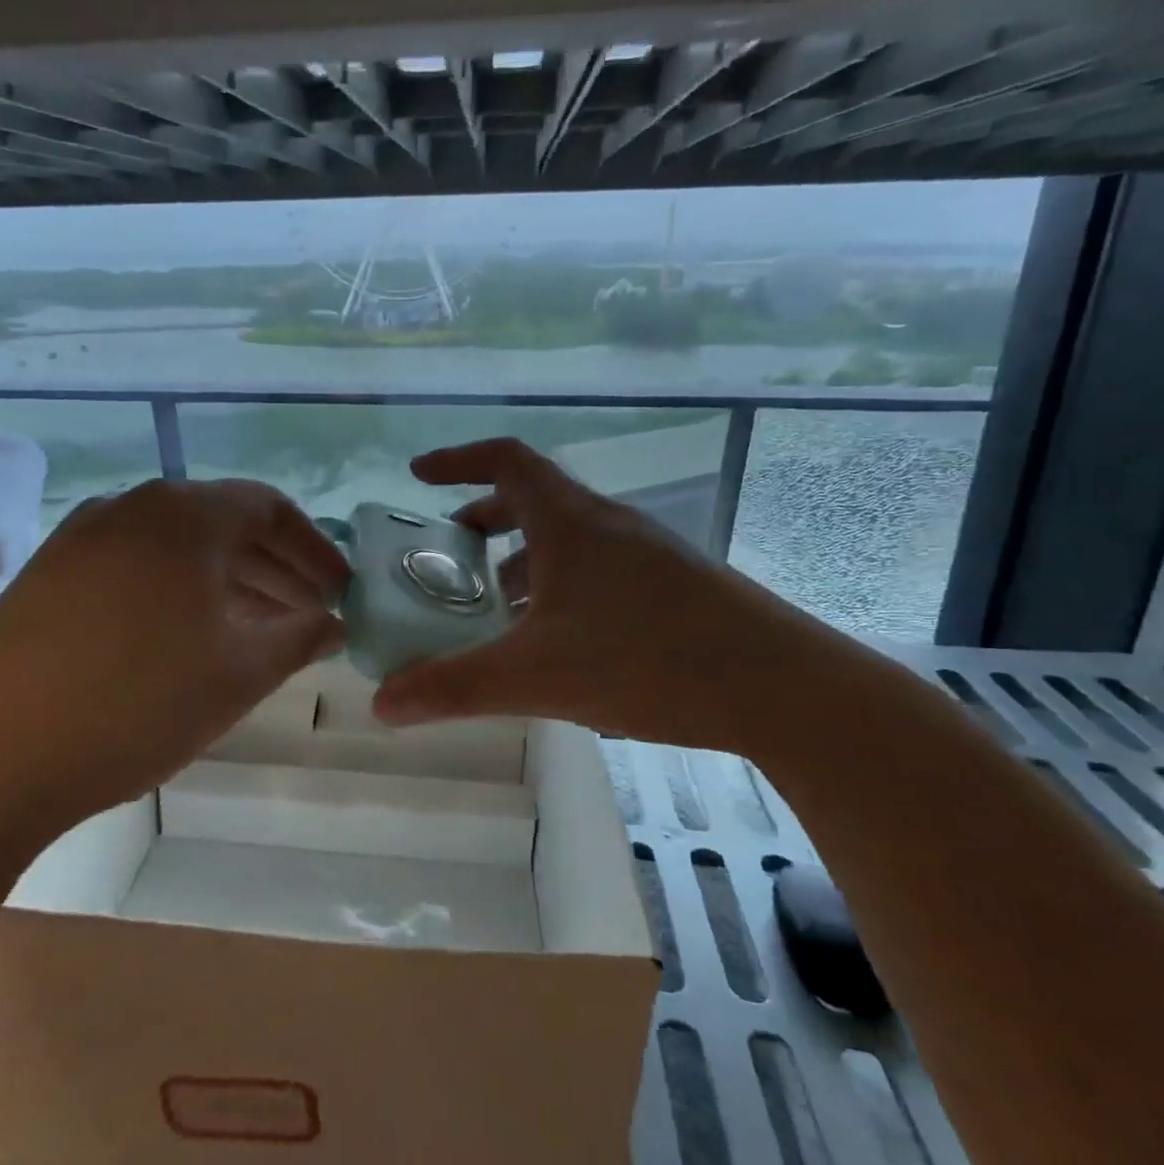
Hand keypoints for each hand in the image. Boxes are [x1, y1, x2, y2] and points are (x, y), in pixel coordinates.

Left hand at [0, 479, 348, 824]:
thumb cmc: (138, 704)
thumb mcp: (240, 673)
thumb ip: (300, 638)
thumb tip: (333, 624)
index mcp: (184, 514)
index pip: (269, 507)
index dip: (314, 548)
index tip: (340, 589)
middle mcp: (131, 507)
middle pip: (222, 524)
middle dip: (275, 568)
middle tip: (308, 614)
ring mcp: (80, 538)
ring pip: (176, 548)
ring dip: (227, 583)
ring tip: (257, 630)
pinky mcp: (46, 575)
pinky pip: (134, 568)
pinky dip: (176, 593)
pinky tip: (187, 639)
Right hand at [372, 438, 849, 754]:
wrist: (782, 688)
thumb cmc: (648, 660)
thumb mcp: (536, 676)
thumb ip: (454, 688)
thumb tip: (382, 704)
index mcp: (570, 521)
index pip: (505, 460)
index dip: (456, 461)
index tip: (419, 477)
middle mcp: (609, 524)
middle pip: (535, 498)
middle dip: (485, 520)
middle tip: (451, 554)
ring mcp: (647, 553)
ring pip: (569, 539)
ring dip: (525, 559)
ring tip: (498, 607)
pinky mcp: (675, 586)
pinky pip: (600, 568)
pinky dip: (562, 586)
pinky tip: (559, 640)